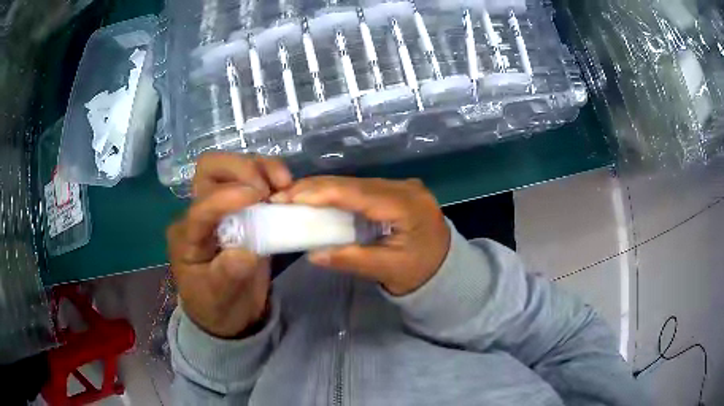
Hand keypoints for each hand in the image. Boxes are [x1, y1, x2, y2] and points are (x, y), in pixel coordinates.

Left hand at [167, 152, 291, 337]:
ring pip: (231, 167)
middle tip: (266, 190)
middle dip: (239, 168)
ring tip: (283, 185)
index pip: (201, 207)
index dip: (226, 197)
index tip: (259, 196)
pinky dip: (269, 174)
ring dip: (258, 167)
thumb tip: (248, 252)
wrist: (225, 311)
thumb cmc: (215, 305)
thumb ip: (227, 275)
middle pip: (208, 169)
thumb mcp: (218, 298)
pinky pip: (252, 178)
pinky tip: (285, 188)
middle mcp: (200, 213)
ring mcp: (221, 207)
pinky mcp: (242, 208)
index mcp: (187, 236)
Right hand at [272, 177, 449, 295]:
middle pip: (353, 183)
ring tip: (293, 196)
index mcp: (406, 205)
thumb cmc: (420, 273)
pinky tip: (317, 198)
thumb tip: (312, 254)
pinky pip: (361, 188)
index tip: (288, 196)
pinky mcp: (396, 191)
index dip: (319, 192)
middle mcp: (404, 187)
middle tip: (282, 195)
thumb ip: (351, 260)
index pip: (356, 192)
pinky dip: (337, 193)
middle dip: (315, 187)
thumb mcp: (387, 270)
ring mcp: (402, 186)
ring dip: (323, 188)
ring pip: (355, 182)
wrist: (447, 269)